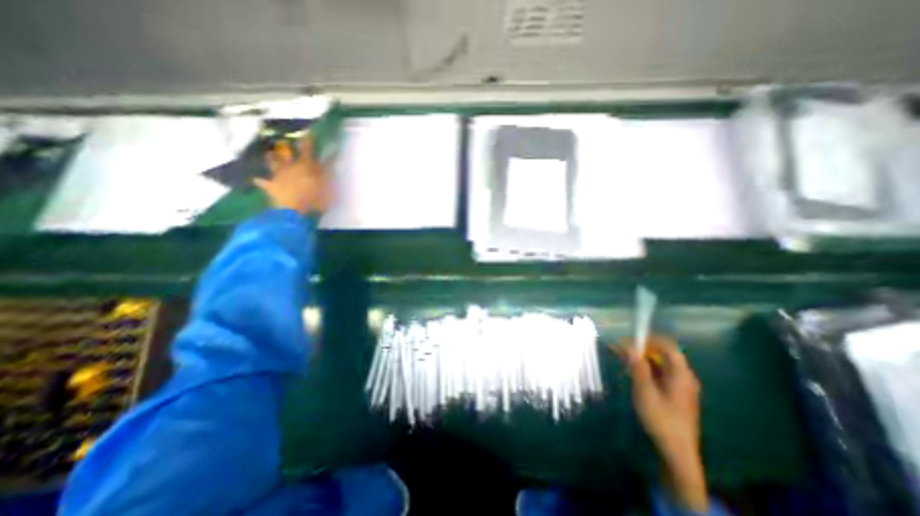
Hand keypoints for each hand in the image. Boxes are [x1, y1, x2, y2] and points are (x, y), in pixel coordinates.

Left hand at [254, 133, 331, 213]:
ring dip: (271, 159)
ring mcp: (279, 177)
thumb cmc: (315, 199)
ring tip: (269, 153)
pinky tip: (256, 179)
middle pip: (287, 155)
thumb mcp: (327, 186)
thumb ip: (328, 172)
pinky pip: (263, 183)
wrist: (293, 211)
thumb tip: (331, 160)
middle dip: (287, 148)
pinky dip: (261, 181)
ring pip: (273, 164)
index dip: (308, 141)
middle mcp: (290, 168)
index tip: (309, 132)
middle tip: (284, 141)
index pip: (308, 150)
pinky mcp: (271, 187)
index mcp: (305, 166)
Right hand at [621, 335, 705, 510]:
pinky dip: (645, 368)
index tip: (629, 339)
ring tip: (622, 358)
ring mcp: (680, 386)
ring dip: (641, 358)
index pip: (668, 347)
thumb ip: (638, 368)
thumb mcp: (645, 392)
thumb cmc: (661, 420)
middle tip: (620, 348)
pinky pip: (660, 373)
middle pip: (663, 354)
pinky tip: (632, 372)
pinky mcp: (675, 393)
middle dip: (641, 348)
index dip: (649, 340)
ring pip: (660, 363)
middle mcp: (684, 377)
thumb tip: (629, 346)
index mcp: (681, 375)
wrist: (676, 452)